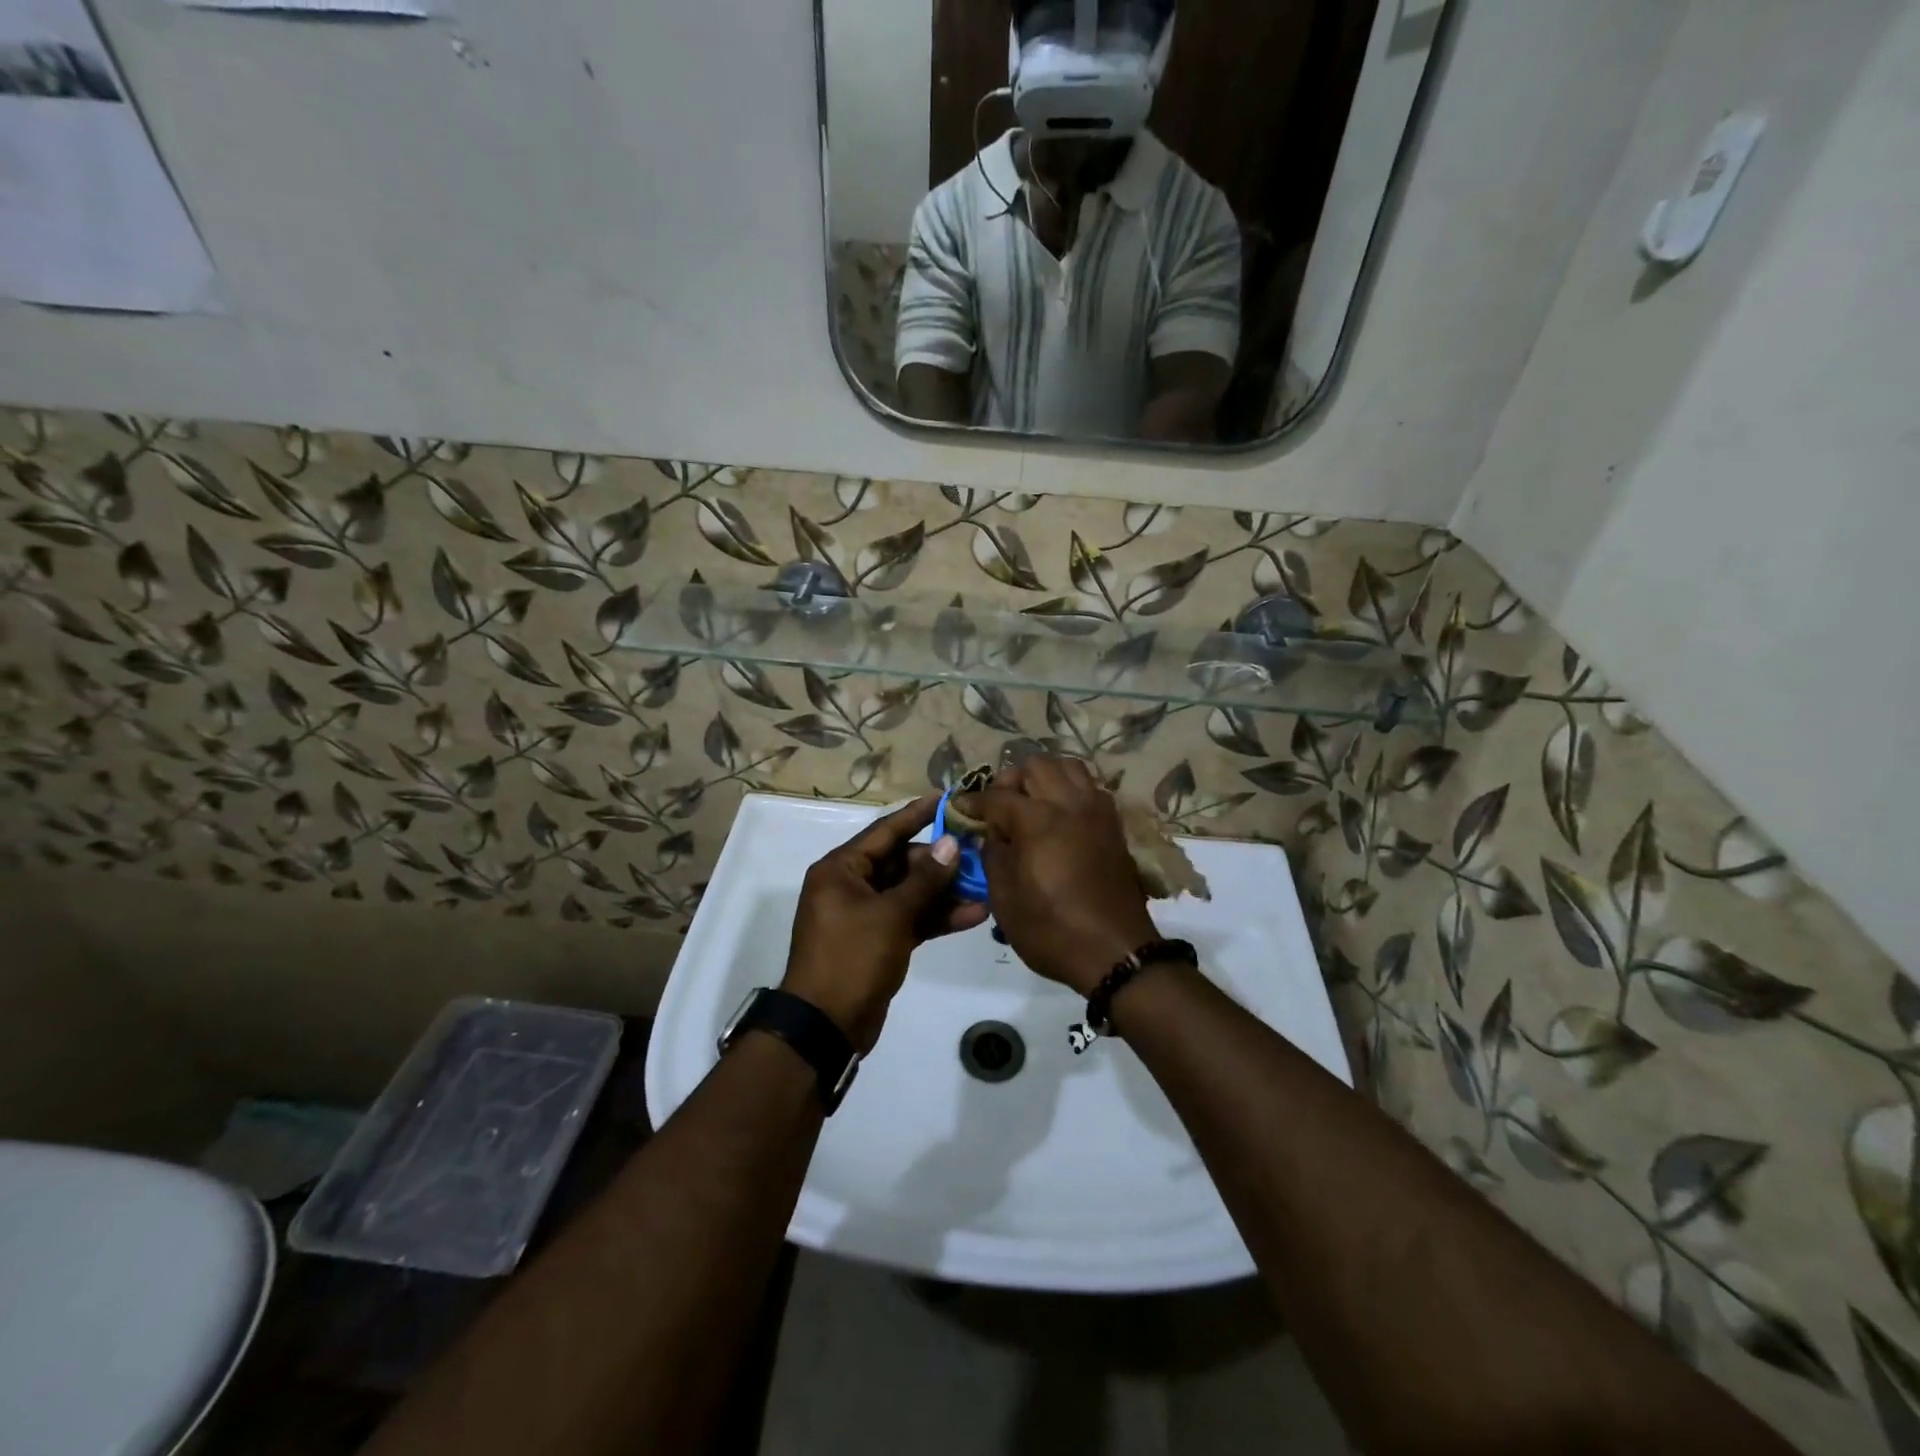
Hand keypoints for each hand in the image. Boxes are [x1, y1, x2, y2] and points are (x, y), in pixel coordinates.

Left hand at [783, 796, 989, 1051]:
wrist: (826, 1026)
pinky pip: (912, 918)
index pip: (885, 831)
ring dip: (945, 892)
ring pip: (911, 892)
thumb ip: (924, 880)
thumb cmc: (851, 958)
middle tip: (978, 852)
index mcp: (841, 869)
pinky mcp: (880, 940)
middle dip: (940, 861)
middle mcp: (851, 885)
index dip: (917, 815)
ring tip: (986, 884)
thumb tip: (950, 844)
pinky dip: (937, 917)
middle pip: (901, 861)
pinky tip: (974, 915)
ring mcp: (866, 914)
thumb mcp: (891, 915)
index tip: (947, 799)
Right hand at [956, 757, 1159, 995]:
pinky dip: (1070, 790)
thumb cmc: (1052, 930)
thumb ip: (992, 856)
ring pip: (1068, 767)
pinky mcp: (1113, 825)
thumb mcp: (1005, 899)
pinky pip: (1089, 788)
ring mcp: (1096, 811)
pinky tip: (1059, 816)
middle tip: (999, 807)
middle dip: (1011, 780)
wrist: (1115, 952)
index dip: (972, 801)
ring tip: (1030, 803)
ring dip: (1044, 777)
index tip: (959, 809)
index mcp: (1038, 820)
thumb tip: (989, 834)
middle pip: (1036, 766)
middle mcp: (1069, 804)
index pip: (997, 796)